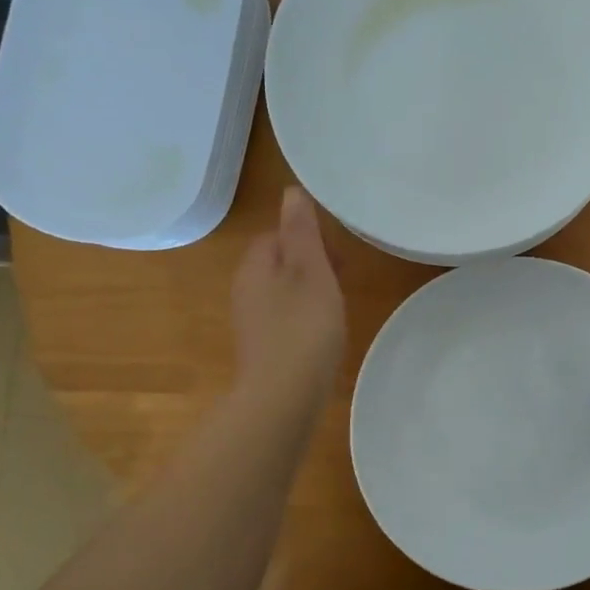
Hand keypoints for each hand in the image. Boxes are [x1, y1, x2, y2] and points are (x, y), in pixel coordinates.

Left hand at [231, 187, 344, 413]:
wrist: (283, 397)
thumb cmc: (303, 327)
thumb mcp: (310, 271)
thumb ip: (302, 231)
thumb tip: (290, 192)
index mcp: (255, 265)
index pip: (278, 234)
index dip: (310, 237)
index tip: (340, 254)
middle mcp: (246, 289)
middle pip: (280, 261)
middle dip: (312, 263)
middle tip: (343, 278)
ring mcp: (252, 320)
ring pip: (284, 289)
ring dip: (311, 289)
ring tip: (338, 304)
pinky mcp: (262, 346)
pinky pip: (285, 316)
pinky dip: (305, 316)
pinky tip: (323, 332)